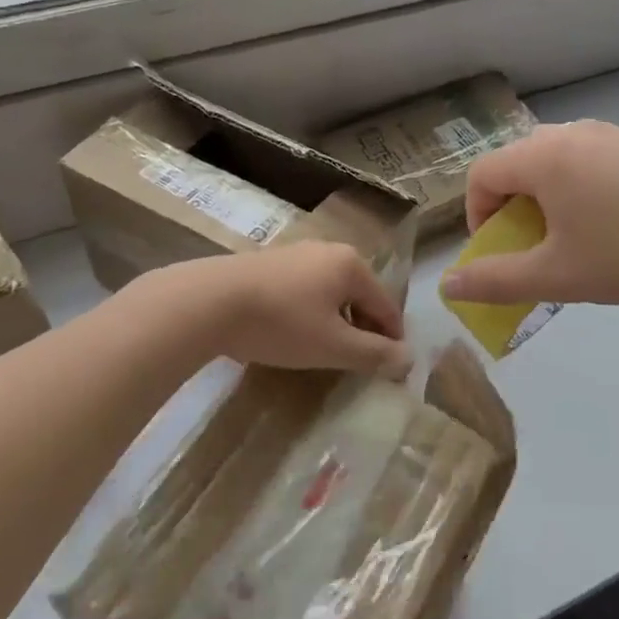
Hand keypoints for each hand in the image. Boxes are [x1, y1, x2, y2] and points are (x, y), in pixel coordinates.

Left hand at [148, 241, 410, 379]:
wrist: (209, 302)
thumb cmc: (281, 323)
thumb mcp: (333, 345)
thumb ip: (374, 354)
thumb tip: (408, 359)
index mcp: (351, 265)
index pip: (386, 304)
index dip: (393, 337)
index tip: (393, 367)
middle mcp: (328, 251)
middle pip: (360, 294)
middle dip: (364, 328)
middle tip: (360, 362)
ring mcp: (296, 253)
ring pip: (331, 292)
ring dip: (336, 321)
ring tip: (328, 351)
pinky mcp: (269, 263)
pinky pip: (305, 290)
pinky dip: (311, 312)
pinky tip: (295, 333)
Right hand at [440, 120, 618, 312]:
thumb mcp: (554, 276)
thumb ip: (494, 280)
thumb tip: (447, 286)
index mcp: (543, 155)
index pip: (482, 174)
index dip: (477, 215)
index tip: (499, 251)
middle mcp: (570, 132)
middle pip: (516, 162)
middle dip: (510, 205)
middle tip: (531, 244)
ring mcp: (607, 134)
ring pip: (551, 158)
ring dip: (542, 195)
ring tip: (567, 234)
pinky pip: (584, 157)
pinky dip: (574, 185)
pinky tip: (606, 221)